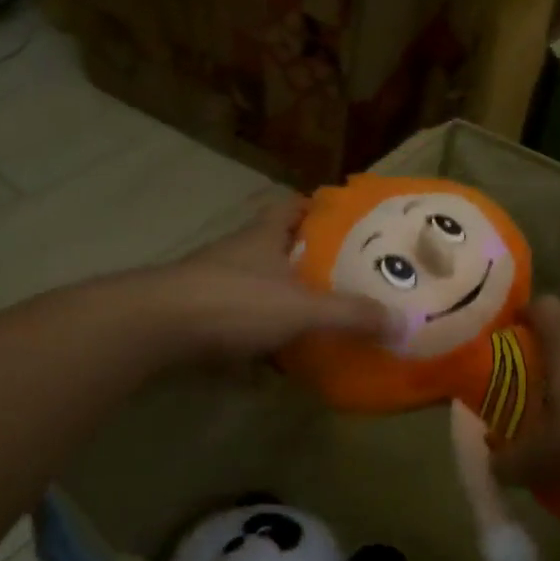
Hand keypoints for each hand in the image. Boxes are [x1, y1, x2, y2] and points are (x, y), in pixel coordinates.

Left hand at [143, 194, 391, 364]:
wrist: (156, 326)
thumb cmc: (235, 302)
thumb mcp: (301, 308)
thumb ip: (350, 315)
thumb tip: (403, 322)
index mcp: (263, 236)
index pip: (290, 206)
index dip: (313, 207)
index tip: (339, 219)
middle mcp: (237, 252)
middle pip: (272, 244)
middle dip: (302, 257)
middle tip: (339, 275)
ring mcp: (212, 281)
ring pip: (254, 282)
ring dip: (278, 295)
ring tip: (313, 316)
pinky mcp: (195, 312)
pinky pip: (235, 316)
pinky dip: (255, 330)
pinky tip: (272, 354)